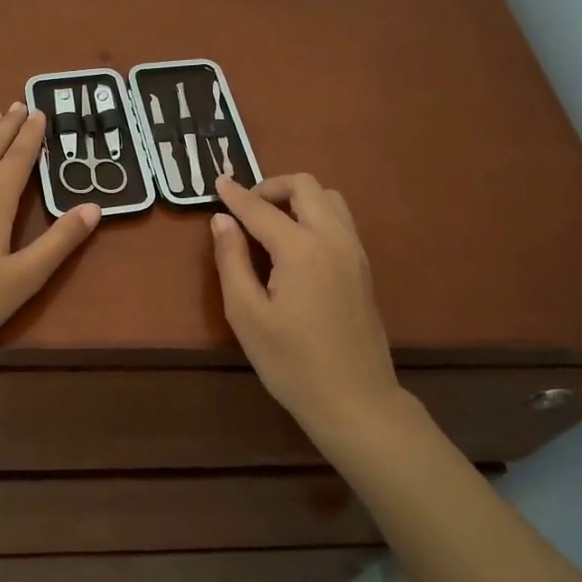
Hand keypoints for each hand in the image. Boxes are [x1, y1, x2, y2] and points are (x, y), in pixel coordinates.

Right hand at [210, 173, 400, 436]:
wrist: (354, 399)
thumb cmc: (291, 362)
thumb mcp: (246, 315)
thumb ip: (231, 260)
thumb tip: (222, 221)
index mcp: (301, 248)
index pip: (261, 208)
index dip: (236, 195)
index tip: (218, 181)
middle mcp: (333, 238)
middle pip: (306, 186)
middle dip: (271, 187)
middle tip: (245, 209)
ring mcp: (355, 251)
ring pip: (330, 198)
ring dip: (298, 198)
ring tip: (271, 223)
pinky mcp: (363, 267)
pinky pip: (340, 220)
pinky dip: (316, 213)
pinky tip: (296, 243)